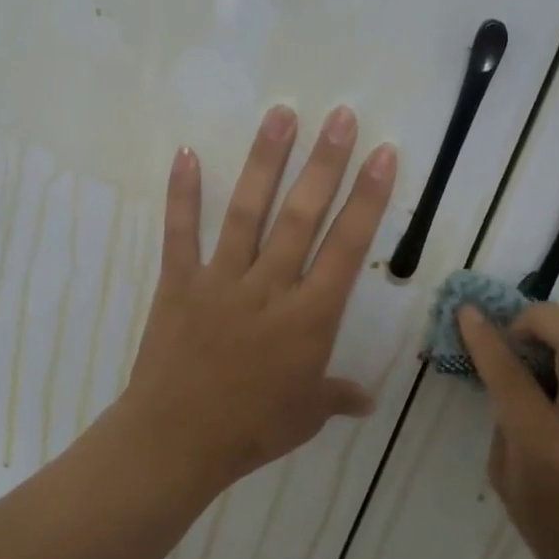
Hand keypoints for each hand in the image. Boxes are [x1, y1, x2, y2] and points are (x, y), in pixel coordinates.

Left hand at [119, 105, 397, 491]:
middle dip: (326, 164)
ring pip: (249, 212)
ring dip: (266, 162)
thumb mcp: (307, 415)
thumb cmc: (251, 430)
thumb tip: (367, 399)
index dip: (368, 199)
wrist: (176, 442)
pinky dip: (183, 194)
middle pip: (304, 216)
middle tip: (342, 117)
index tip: (382, 155)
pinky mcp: (179, 283)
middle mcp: (270, 287)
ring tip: (282, 115)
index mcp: (310, 317)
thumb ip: (338, 396)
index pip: (348, 247)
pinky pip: (181, 233)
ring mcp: (222, 281)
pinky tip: (186, 152)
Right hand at [457, 303, 558, 558]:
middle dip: (540, 317)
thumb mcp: (507, 482)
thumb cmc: (557, 534)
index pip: (513, 376)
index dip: (485, 338)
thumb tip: (505, 368)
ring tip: (552, 338)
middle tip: (519, 333)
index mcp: (549, 451)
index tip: (468, 313)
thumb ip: (504, 419)